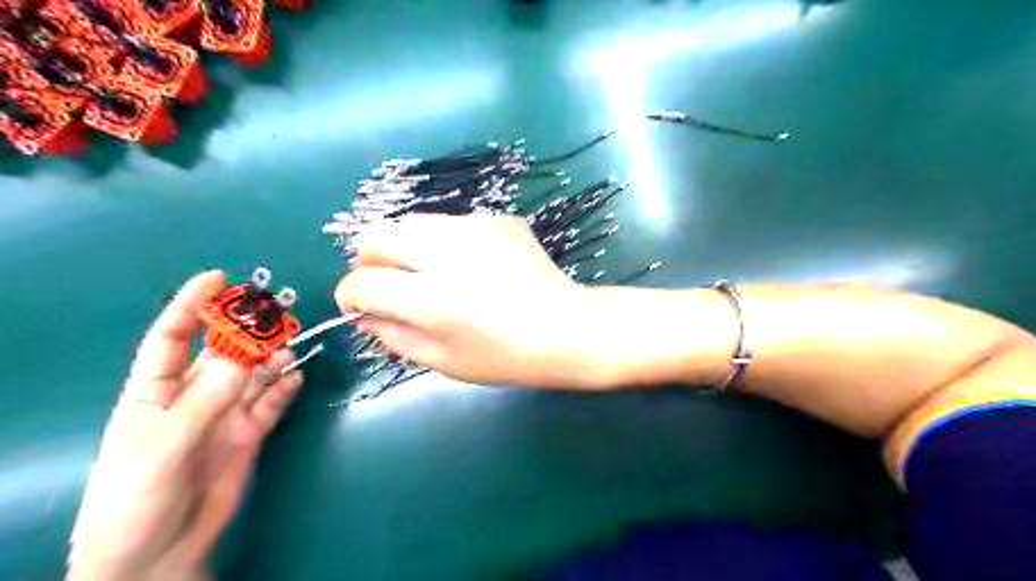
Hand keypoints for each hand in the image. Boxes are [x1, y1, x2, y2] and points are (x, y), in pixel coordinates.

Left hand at [69, 273, 301, 580]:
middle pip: (224, 351)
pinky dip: (285, 388)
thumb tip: (248, 360)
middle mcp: (194, 395)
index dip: (192, 306)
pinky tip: (296, 378)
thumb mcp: (165, 446)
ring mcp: (225, 414)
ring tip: (290, 349)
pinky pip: (272, 402)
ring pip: (254, 374)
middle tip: (277, 312)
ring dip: (272, 358)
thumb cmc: (138, 497)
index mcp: (156, 391)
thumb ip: (207, 402)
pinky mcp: (249, 433)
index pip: (173, 338)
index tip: (218, 278)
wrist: (159, 553)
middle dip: (247, 330)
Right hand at [331, 213, 609, 390]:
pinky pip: (452, 223)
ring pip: (412, 222)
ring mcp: (474, 227)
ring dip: (408, 248)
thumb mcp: (443, 361)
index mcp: (430, 298)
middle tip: (393, 285)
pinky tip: (474, 266)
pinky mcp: (496, 218)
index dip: (351, 295)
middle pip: (375, 235)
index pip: (361, 282)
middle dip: (372, 261)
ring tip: (435, 274)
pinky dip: (447, 243)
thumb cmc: (505, 356)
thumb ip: (394, 336)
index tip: (362, 305)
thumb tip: (364, 313)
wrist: (566, 327)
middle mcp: (446, 252)